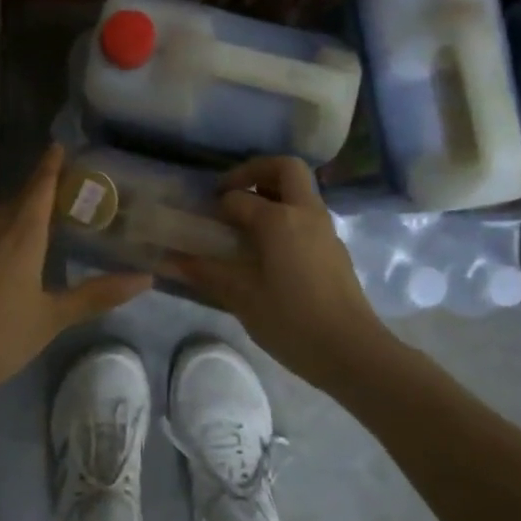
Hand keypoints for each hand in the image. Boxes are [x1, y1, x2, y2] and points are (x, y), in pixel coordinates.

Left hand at [0, 144, 151, 404]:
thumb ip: (97, 295)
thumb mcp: (53, 318)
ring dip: (10, 211)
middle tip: (56, 190)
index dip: (49, 168)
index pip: (38, 190)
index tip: (57, 147)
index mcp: (20, 237)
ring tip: (28, 220)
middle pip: (15, 201)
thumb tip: (146, 278)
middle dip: (35, 191)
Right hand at [163, 156, 381, 386]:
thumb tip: (168, 261)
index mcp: (279, 219)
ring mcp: (325, 229)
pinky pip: (307, 215)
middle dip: (254, 171)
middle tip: (231, 193)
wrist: (352, 352)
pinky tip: (269, 251)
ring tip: (245, 224)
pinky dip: (286, 216)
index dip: (216, 205)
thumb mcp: (242, 297)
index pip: (238, 197)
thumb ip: (206, 272)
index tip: (201, 219)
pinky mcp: (334, 248)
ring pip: (300, 191)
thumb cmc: (291, 321)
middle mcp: (305, 213)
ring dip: (272, 193)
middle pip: (284, 168)